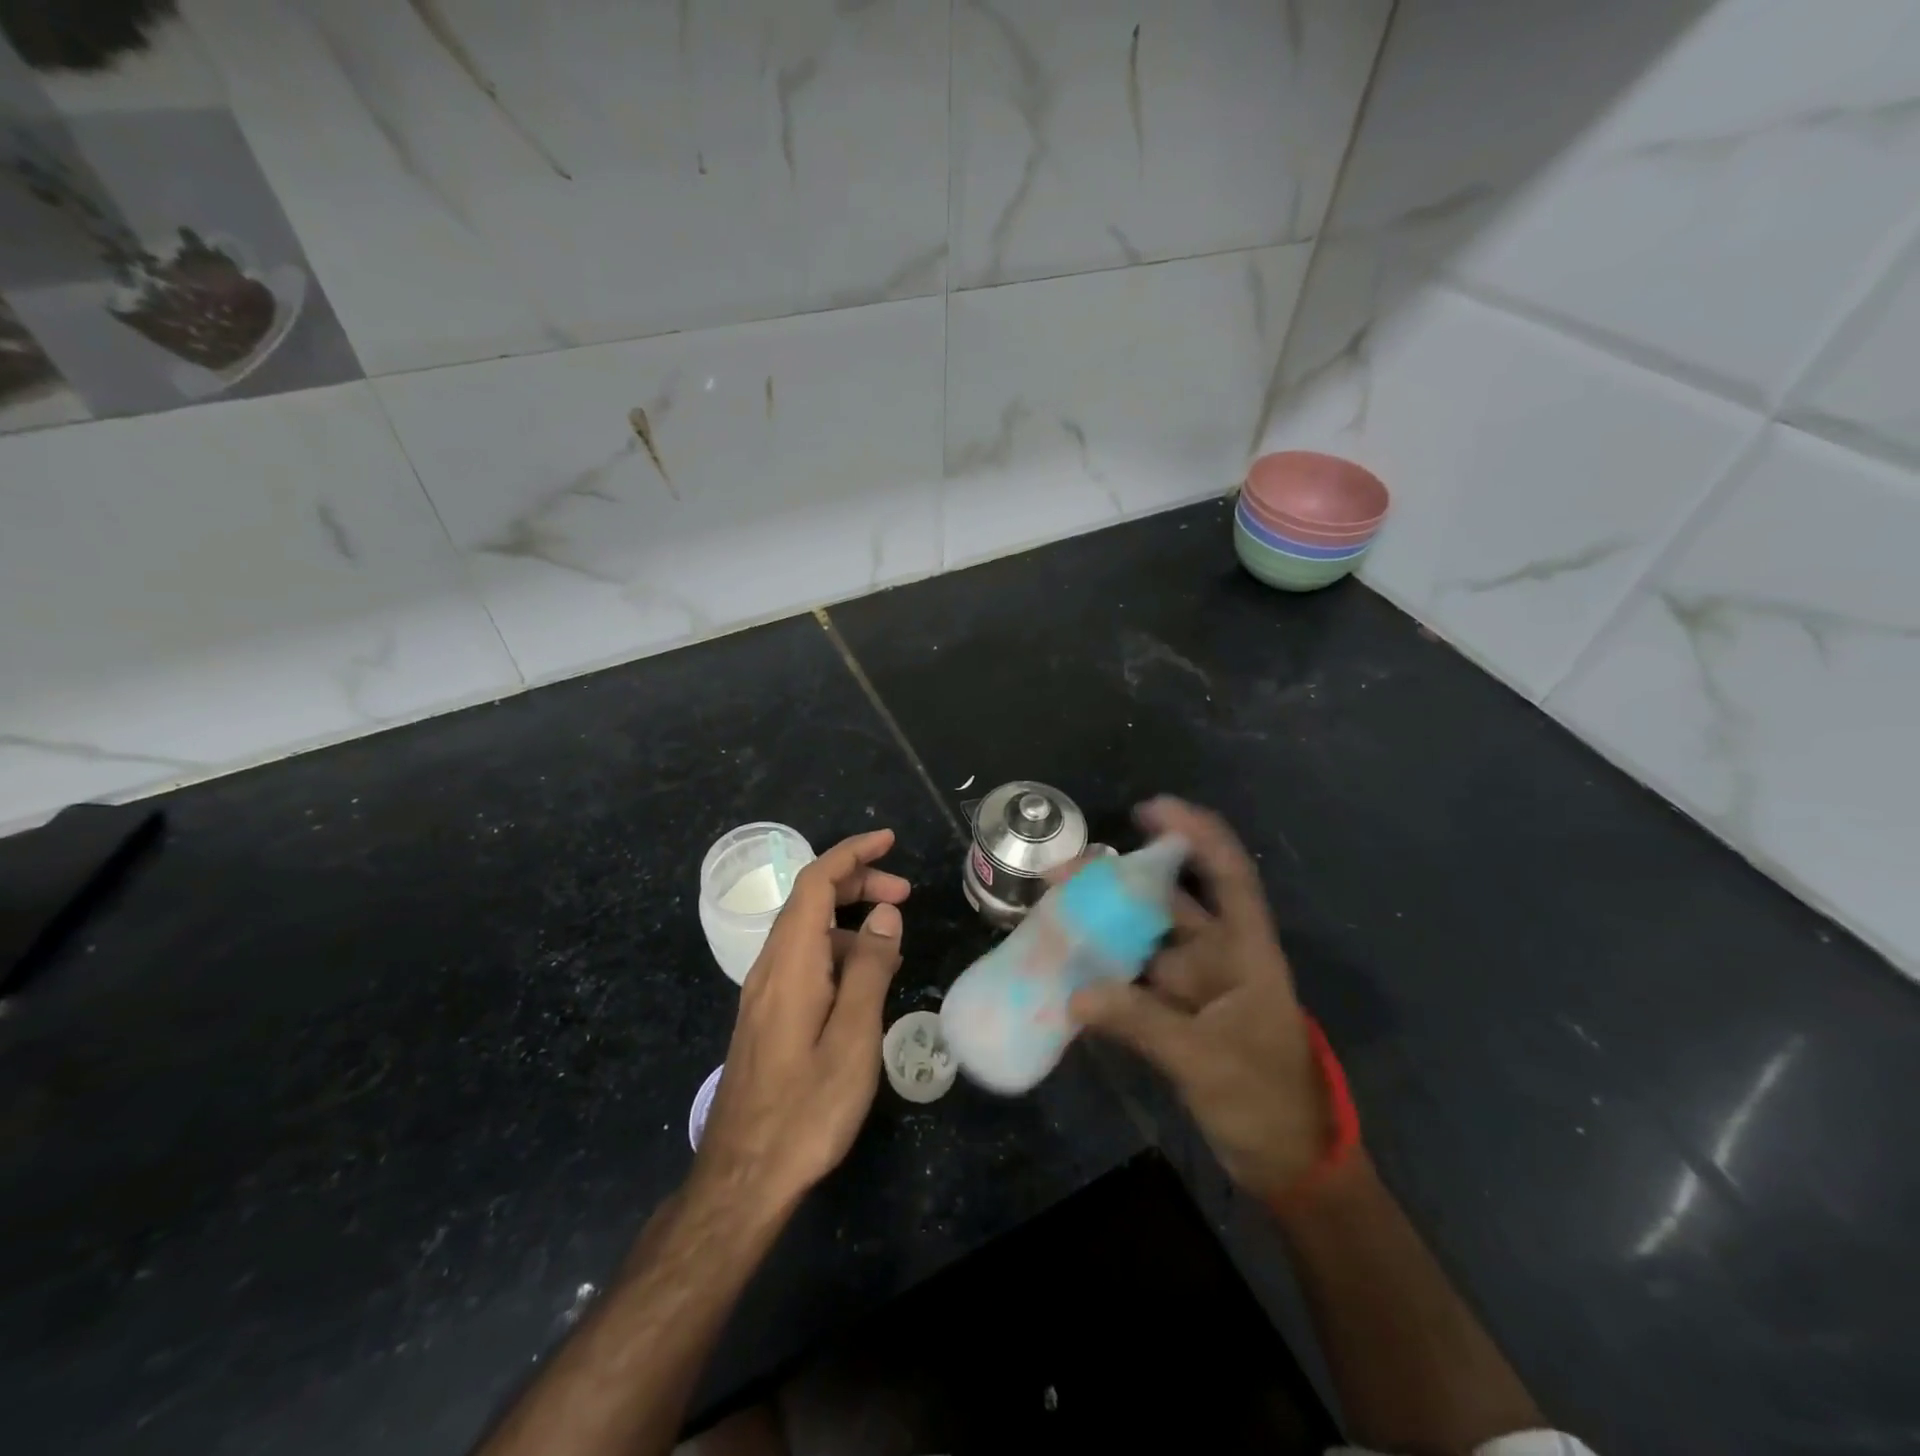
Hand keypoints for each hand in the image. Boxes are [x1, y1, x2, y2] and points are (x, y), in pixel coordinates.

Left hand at [692, 829, 908, 1218]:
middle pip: (810, 900)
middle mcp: (771, 967)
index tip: (889, 841)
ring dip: (849, 919)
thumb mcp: (853, 1037)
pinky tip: (864, 980)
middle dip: (856, 882)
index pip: (815, 882)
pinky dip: (837, 950)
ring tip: (893, 941)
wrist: (743, 1177)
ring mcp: (764, 992)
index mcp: (791, 963)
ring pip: (807, 931)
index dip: (851, 853)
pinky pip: (804, 961)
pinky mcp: (767, 1016)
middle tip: (905, 893)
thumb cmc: (806, 1109)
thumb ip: (869, 968)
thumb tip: (884, 914)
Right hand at [1068, 798, 1328, 1203]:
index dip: (1196, 835)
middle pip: (1168, 904)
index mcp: (1246, 952)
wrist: (1288, 1164)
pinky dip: (1102, 972)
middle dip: (1121, 881)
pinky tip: (1065, 963)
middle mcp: (1218, 958)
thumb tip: (1075, 995)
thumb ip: (1142, 1023)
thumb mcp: (1207, 1060)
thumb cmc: (1266, 1100)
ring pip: (1144, 941)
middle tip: (1066, 868)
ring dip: (1104, 925)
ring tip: (1055, 907)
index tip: (1151, 810)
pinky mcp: (1172, 1016)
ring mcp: (1193, 988)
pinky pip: (1130, 982)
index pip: (1228, 876)